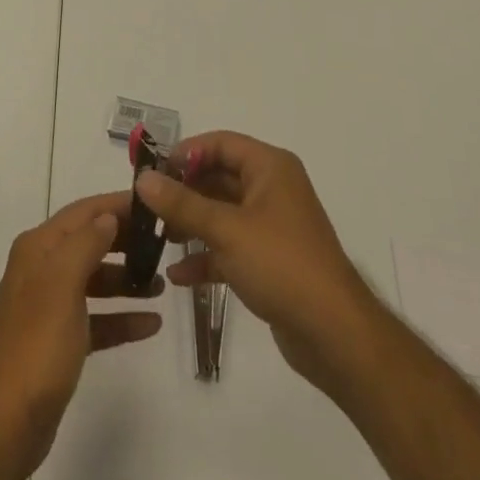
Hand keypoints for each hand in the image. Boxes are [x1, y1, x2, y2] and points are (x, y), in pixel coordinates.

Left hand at [0, 192, 162, 479]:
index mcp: (39, 247)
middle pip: (90, 243)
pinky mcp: (60, 341)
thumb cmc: (37, 344)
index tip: (152, 205)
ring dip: (126, 280)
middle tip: (163, 244)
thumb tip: (108, 217)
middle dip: (124, 242)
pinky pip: (96, 319)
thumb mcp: (63, 283)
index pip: (83, 212)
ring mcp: (50, 306)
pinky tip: (150, 324)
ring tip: (161, 285)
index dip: (115, 205)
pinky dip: (120, 318)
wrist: (7, 422)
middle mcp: (42, 268)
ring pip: (95, 281)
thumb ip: (87, 243)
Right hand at [138, 131, 376, 397]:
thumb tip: (143, 179)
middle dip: (184, 191)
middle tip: (148, 205)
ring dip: (191, 224)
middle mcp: (272, 189)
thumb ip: (182, 203)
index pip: (220, 143)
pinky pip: (230, 247)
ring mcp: (271, 226)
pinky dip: (206, 256)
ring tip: (158, 238)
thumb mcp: (226, 230)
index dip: (186, 152)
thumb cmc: (282, 265)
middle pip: (219, 177)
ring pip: (222, 213)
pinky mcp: (270, 262)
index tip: (152, 170)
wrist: (336, 336)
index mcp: (270, 168)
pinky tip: (177, 276)